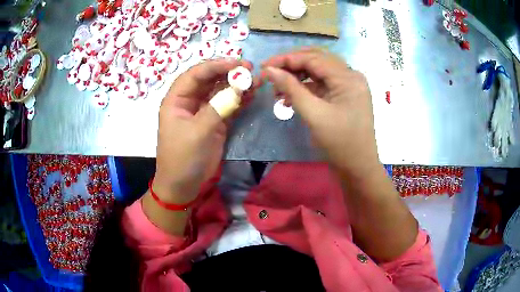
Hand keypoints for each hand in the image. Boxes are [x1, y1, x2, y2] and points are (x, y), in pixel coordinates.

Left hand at [154, 58, 254, 203]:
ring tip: (256, 81)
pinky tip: (251, 95)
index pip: (195, 75)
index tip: (237, 63)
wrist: (184, 184)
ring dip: (236, 85)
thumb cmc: (183, 158)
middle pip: (209, 80)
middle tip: (250, 69)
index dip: (215, 66)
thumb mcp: (197, 132)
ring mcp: (203, 111)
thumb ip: (217, 108)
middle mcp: (189, 101)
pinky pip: (227, 105)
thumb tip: (237, 89)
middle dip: (229, 73)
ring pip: (220, 91)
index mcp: (176, 99)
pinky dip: (239, 100)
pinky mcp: (214, 122)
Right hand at [262, 48, 379, 175]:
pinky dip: (305, 88)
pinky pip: (322, 84)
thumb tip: (268, 70)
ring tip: (277, 89)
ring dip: (297, 77)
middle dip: (291, 65)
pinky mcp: (344, 96)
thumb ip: (291, 88)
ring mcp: (348, 86)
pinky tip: (289, 98)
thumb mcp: (313, 114)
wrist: (358, 168)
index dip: (287, 59)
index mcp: (348, 78)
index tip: (264, 66)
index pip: (314, 58)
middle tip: (270, 73)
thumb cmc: (340, 144)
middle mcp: (350, 76)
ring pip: (318, 72)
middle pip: (317, 60)